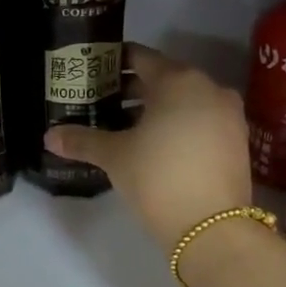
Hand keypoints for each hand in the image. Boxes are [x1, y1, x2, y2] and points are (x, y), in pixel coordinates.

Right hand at [45, 44, 253, 254]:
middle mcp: (209, 88)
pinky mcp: (237, 141)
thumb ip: (82, 140)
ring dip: (155, 110)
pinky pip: (200, 121)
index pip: (141, 57)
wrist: (212, 229)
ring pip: (184, 102)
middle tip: (101, 103)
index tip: (93, 72)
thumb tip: (49, 137)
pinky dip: (177, 126)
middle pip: (163, 79)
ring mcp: (228, 115)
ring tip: (123, 128)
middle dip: (132, 90)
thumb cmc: (158, 177)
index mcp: (178, 81)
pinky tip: (154, 146)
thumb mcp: (114, 157)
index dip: (114, 63)